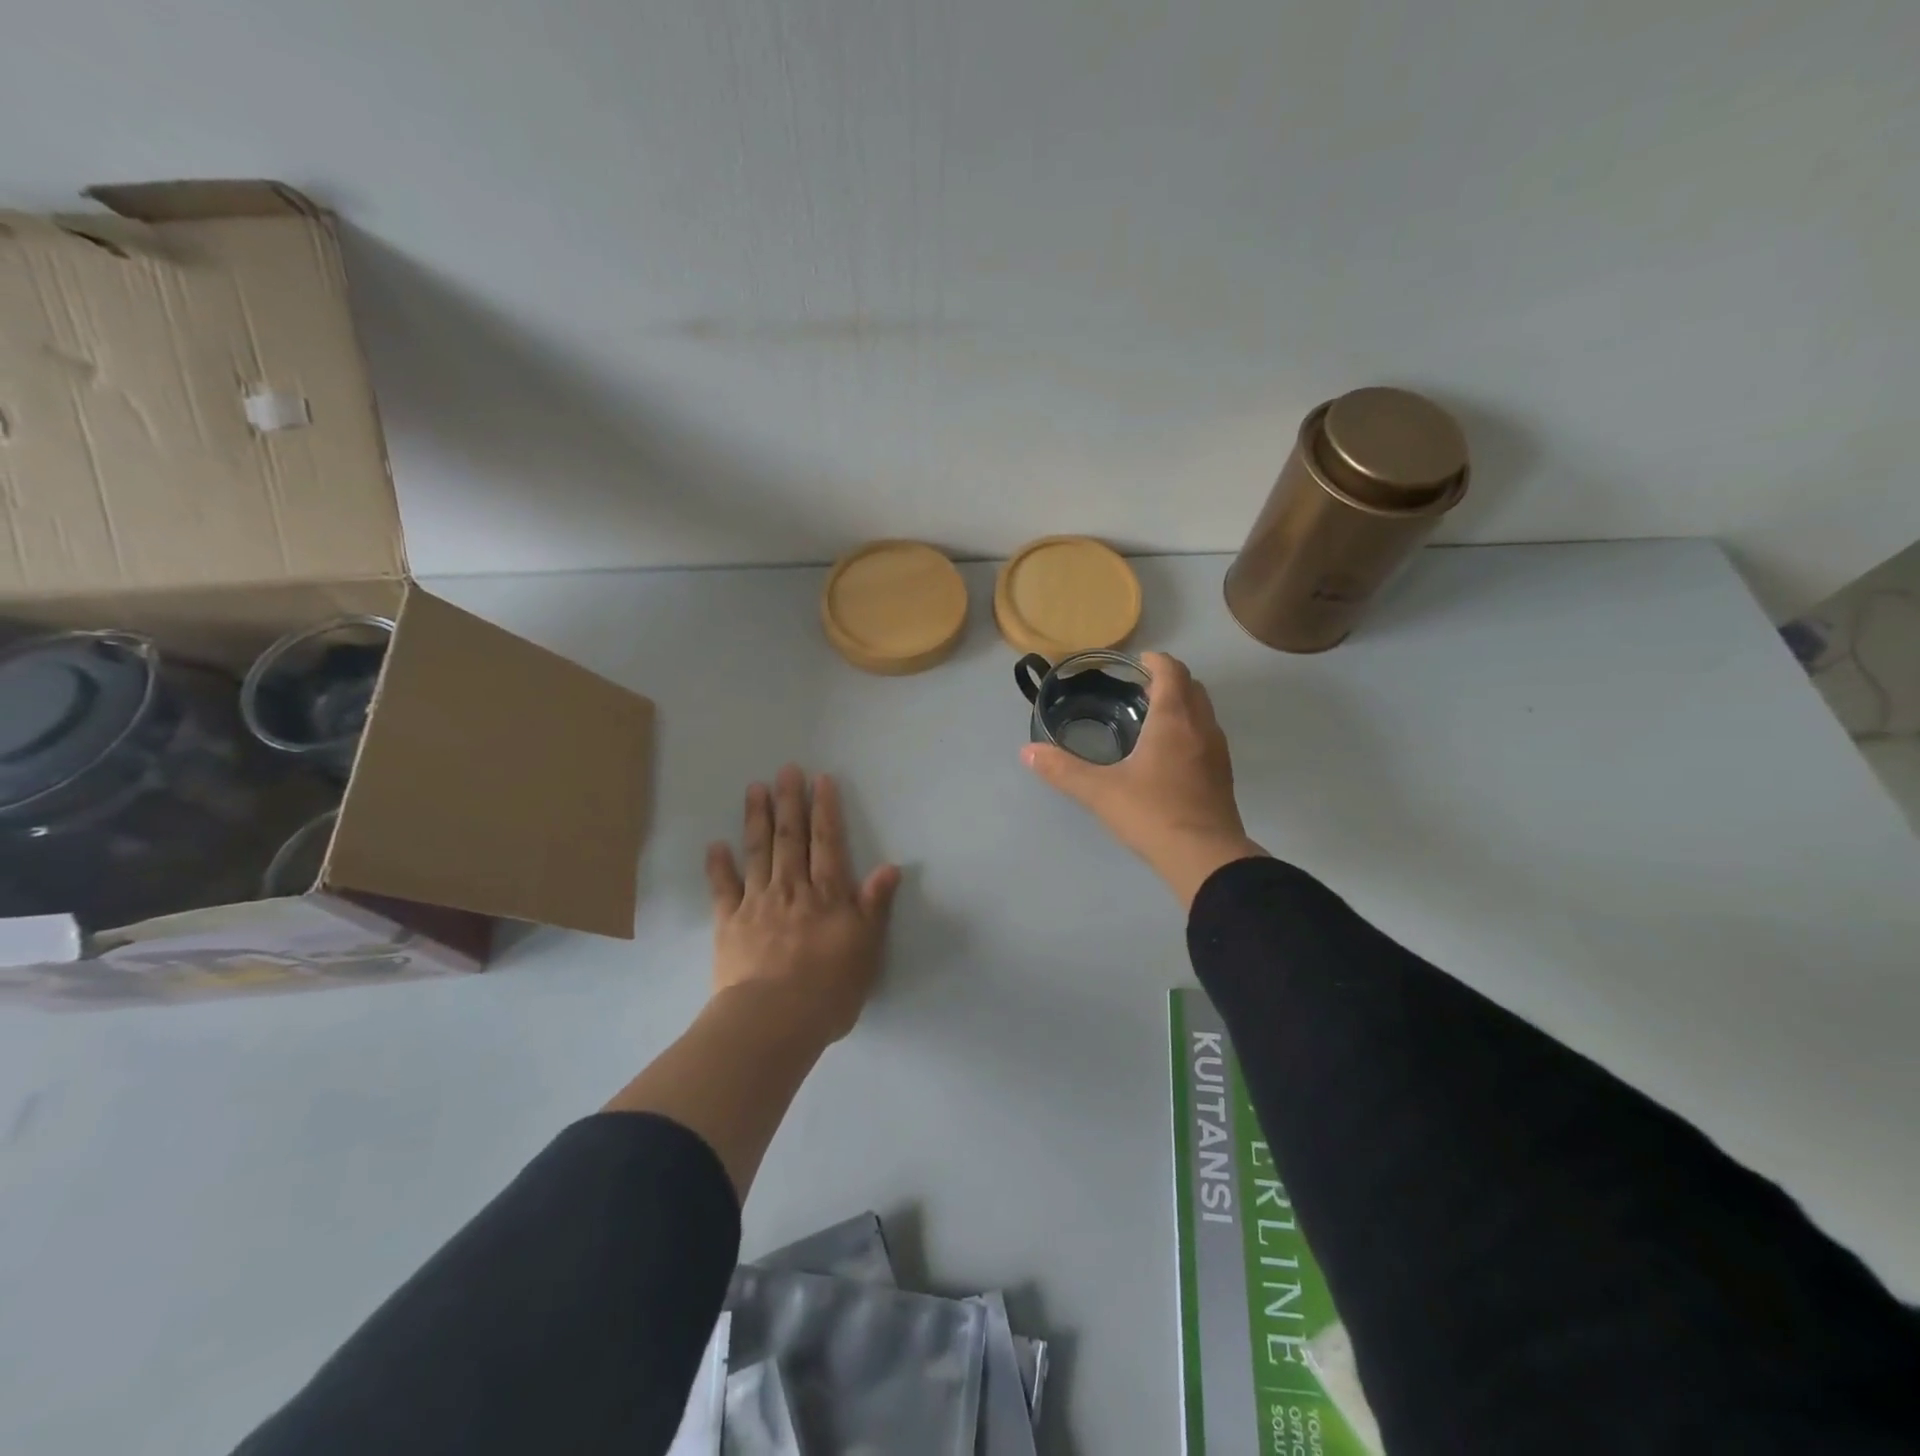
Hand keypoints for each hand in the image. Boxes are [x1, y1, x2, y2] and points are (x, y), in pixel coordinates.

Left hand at [705, 765, 901, 1043]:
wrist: (773, 1019)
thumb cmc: (829, 988)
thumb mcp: (867, 949)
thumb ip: (875, 906)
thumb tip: (890, 866)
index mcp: (827, 894)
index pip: (827, 842)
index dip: (825, 809)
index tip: (821, 780)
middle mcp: (792, 888)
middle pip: (791, 838)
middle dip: (790, 801)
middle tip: (786, 770)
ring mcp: (757, 903)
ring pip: (758, 852)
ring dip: (757, 819)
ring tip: (755, 789)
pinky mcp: (729, 924)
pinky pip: (723, 888)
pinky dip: (719, 866)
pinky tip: (716, 845)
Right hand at [1022, 651, 1266, 906]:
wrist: (1205, 857)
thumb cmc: (1152, 813)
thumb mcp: (1099, 792)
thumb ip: (1062, 770)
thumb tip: (1027, 752)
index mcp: (1173, 720)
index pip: (1171, 671)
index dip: (1155, 661)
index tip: (1136, 662)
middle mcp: (1201, 727)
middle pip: (1192, 687)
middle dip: (1168, 680)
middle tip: (1139, 690)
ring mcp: (1217, 752)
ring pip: (1203, 712)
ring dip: (1182, 705)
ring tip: (1151, 719)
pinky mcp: (1222, 775)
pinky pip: (1207, 736)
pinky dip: (1190, 730)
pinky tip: (1168, 755)